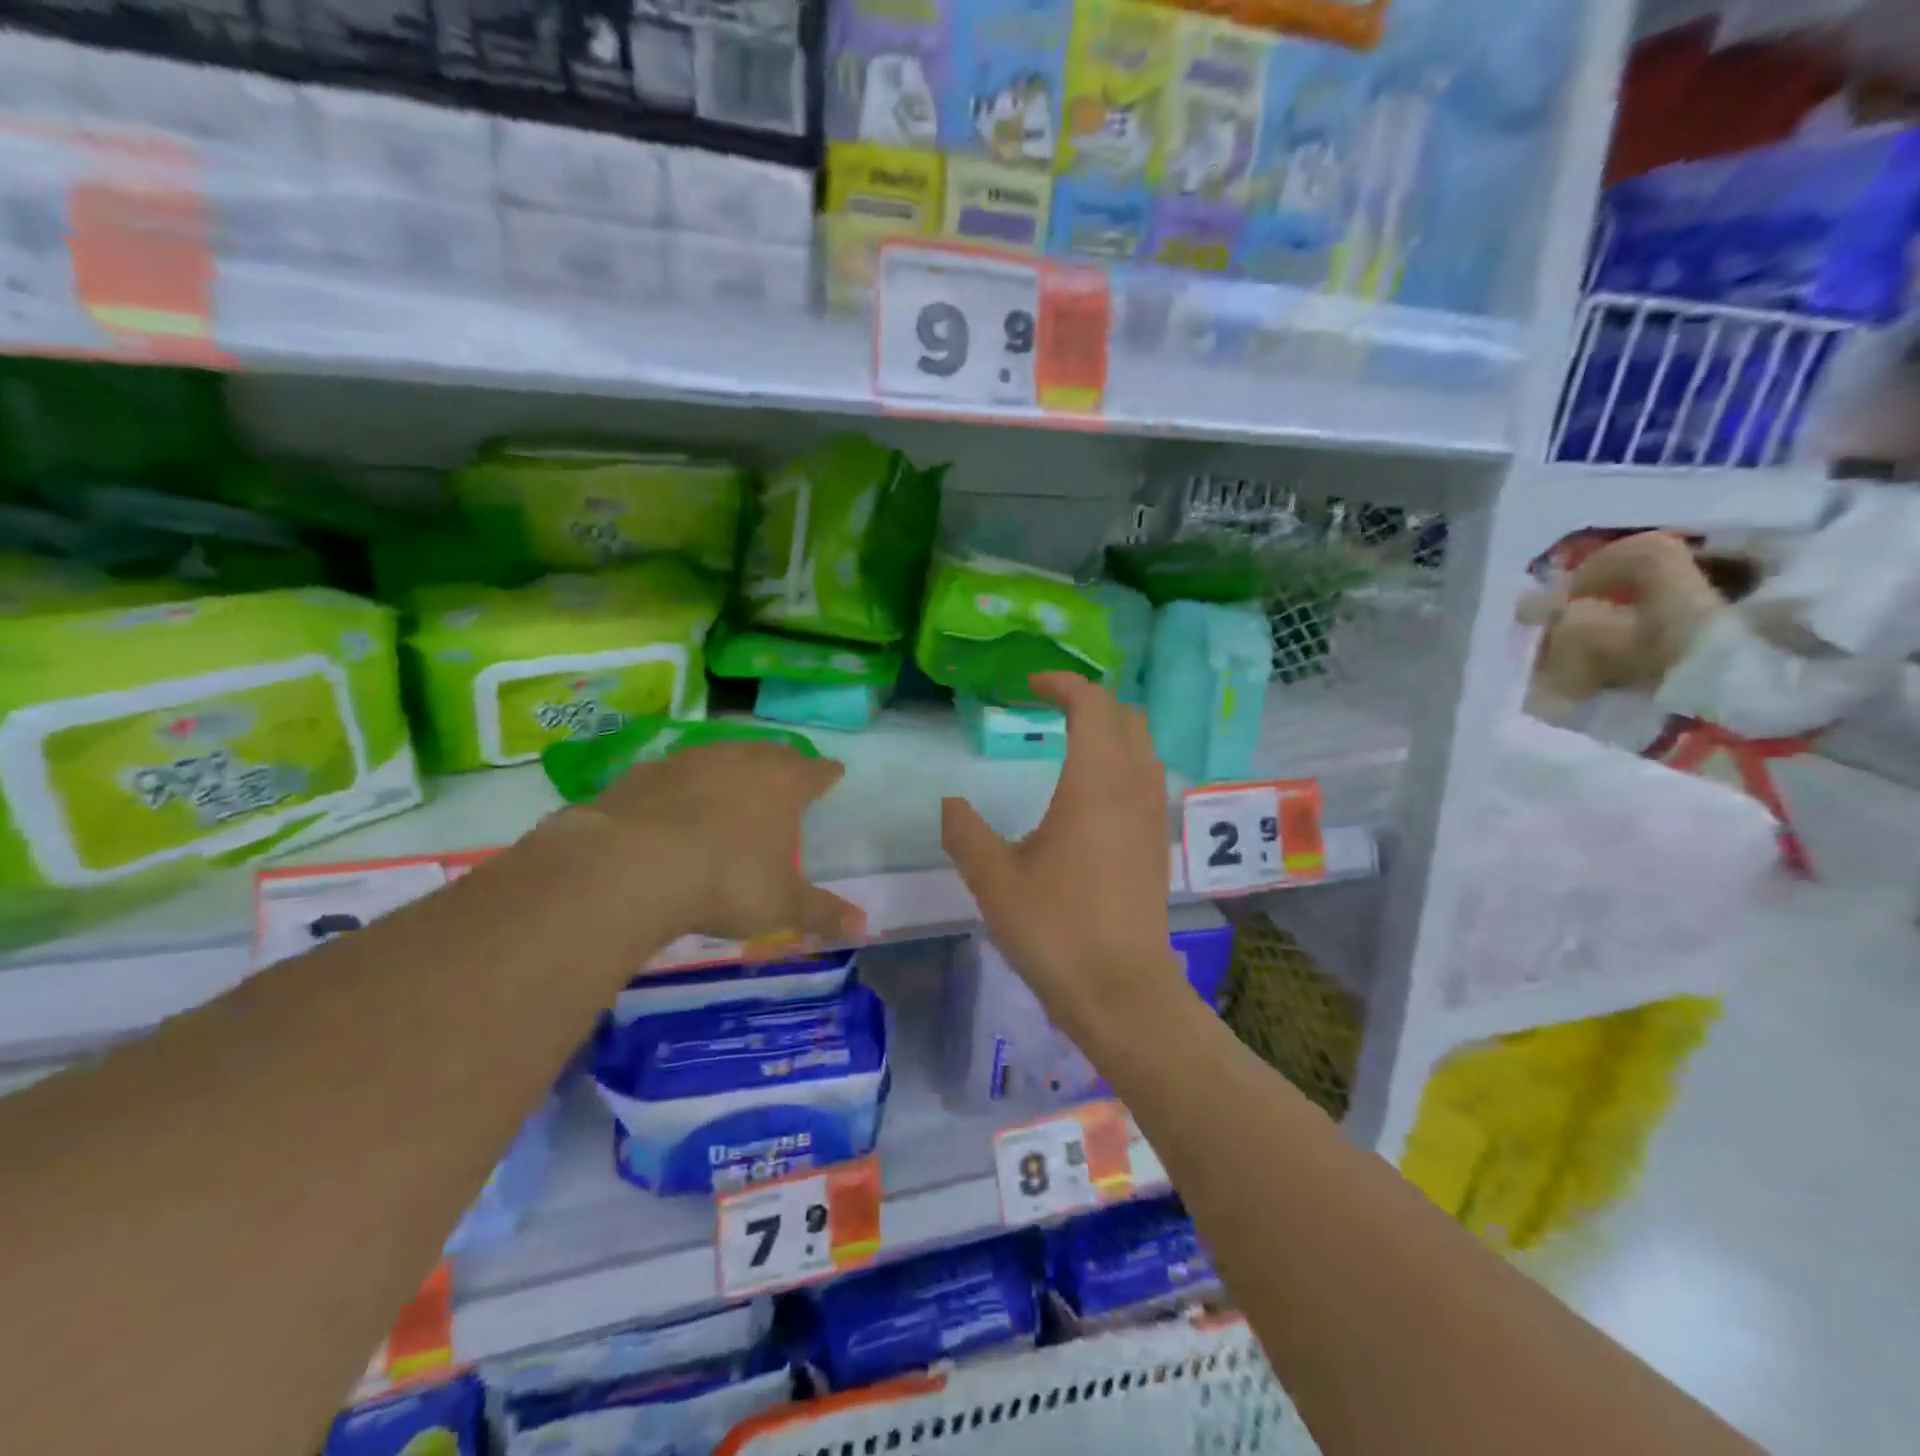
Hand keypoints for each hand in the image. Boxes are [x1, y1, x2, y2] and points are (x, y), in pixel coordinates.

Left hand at [563, 742, 865, 953]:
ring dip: (735, 765)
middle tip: (789, 772)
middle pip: (772, 752)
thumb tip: (864, 926)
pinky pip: (677, 770)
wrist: (630, 866)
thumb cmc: (725, 881)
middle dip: (785, 761)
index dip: (827, 773)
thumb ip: (823, 913)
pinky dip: (686, 781)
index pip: (815, 771)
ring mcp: (692, 760)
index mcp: (782, 784)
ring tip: (736, 781)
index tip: (834, 773)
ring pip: (724, 753)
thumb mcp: (781, 906)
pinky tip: (678, 799)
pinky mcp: (647, 772)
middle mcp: (741, 760)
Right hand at [941, 674, 1184, 1049]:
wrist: (1120, 990)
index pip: (1091, 704)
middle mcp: (1133, 786)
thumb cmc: (1055, 928)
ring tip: (1070, 742)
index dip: (1062, 683)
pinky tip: (1092, 793)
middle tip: (1051, 708)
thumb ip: (965, 832)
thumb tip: (951, 803)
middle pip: (1126, 716)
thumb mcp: (994, 879)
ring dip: (1111, 730)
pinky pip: (1147, 777)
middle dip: (1091, 700)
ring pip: (1143, 745)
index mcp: (1094, 781)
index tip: (1031, 685)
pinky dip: (1123, 761)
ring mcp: (1152, 814)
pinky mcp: (1158, 842)